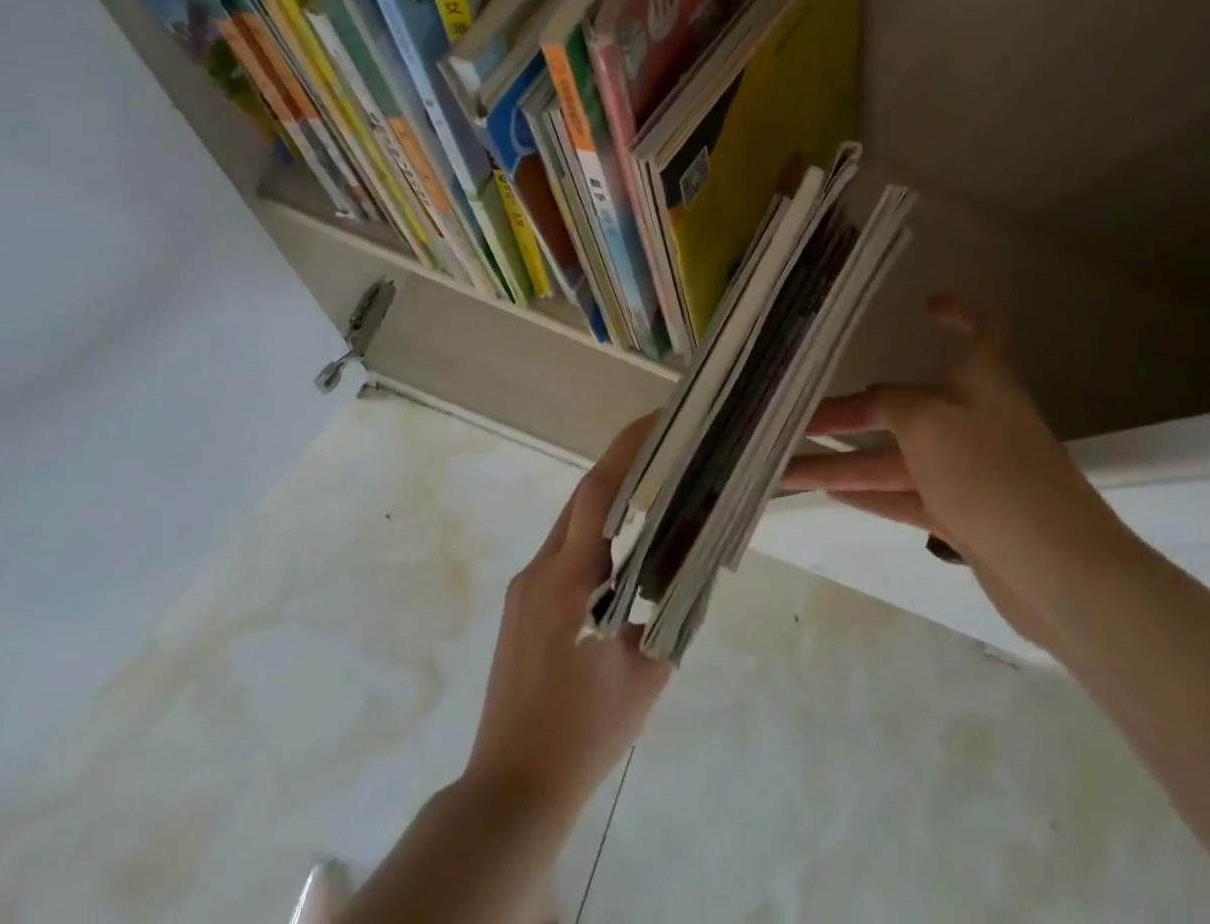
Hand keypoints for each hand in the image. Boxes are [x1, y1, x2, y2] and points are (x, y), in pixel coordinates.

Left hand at [464, 413, 672, 817]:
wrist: (512, 789)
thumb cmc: (586, 731)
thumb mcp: (648, 669)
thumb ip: (675, 610)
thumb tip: (697, 565)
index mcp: (571, 578)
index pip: (599, 491)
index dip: (627, 449)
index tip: (657, 421)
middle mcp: (540, 569)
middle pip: (583, 499)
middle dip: (623, 471)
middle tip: (667, 459)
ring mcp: (523, 587)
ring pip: (570, 526)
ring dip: (607, 509)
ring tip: (651, 508)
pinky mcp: (517, 607)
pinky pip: (559, 554)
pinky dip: (592, 541)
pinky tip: (618, 565)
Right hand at [783, 294, 1141, 646]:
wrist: (1057, 571)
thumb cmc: (991, 472)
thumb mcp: (928, 423)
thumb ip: (893, 405)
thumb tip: (875, 402)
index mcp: (983, 380)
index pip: (984, 328)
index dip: (961, 311)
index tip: (927, 306)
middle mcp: (976, 419)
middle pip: (908, 406)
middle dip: (853, 411)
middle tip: (800, 419)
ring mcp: (971, 472)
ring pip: (898, 459)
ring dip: (845, 463)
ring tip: (788, 469)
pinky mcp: (966, 517)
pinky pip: (908, 496)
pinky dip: (871, 495)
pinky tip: (830, 494)